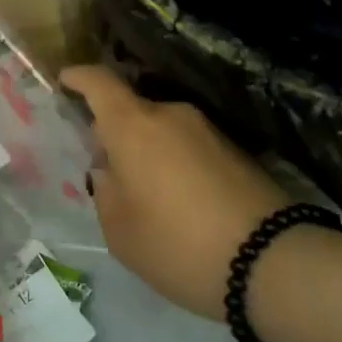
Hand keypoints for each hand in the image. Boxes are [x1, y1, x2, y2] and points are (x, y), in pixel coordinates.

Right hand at [62, 66, 287, 320]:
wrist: (276, 265)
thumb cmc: (179, 244)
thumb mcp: (120, 230)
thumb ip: (105, 191)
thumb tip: (110, 170)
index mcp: (133, 125)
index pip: (99, 82)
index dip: (79, 77)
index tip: (65, 81)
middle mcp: (171, 115)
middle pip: (132, 111)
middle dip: (115, 133)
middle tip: (108, 170)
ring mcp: (209, 131)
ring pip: (163, 131)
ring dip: (149, 152)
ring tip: (148, 196)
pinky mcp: (239, 152)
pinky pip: (191, 148)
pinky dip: (177, 165)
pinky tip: (182, 204)